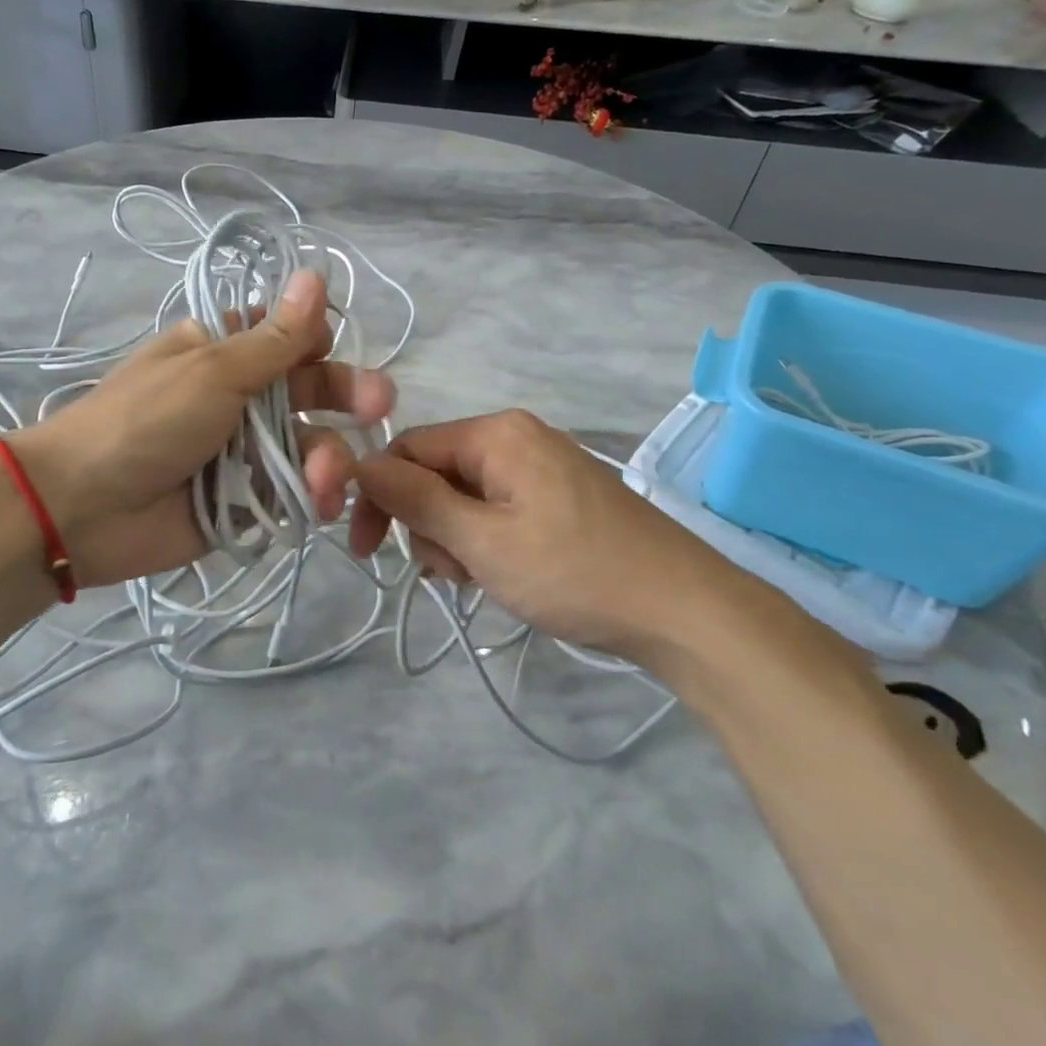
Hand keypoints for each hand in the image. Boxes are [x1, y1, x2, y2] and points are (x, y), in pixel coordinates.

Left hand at [9, 269, 393, 585]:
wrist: (84, 508)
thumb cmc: (145, 421)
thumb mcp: (212, 370)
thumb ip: (274, 337)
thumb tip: (315, 273)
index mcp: (223, 352)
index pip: (287, 339)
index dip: (318, 343)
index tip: (335, 349)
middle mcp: (239, 398)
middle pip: (308, 391)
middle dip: (345, 398)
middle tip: (380, 406)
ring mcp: (244, 453)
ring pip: (308, 446)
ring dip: (327, 459)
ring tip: (326, 480)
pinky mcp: (246, 502)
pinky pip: (294, 494)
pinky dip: (311, 498)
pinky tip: (320, 504)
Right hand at [348, 410, 761, 667]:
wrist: (684, 611)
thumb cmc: (574, 572)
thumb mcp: (482, 540)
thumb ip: (416, 499)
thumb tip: (360, 465)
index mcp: (497, 434)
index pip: (408, 449)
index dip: (378, 496)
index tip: (366, 550)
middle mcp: (517, 437)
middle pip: (436, 472)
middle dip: (426, 524)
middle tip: (447, 574)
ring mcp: (543, 466)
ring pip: (465, 496)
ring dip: (455, 540)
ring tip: (480, 581)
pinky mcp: (560, 497)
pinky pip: (498, 509)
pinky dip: (486, 542)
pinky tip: (502, 576)